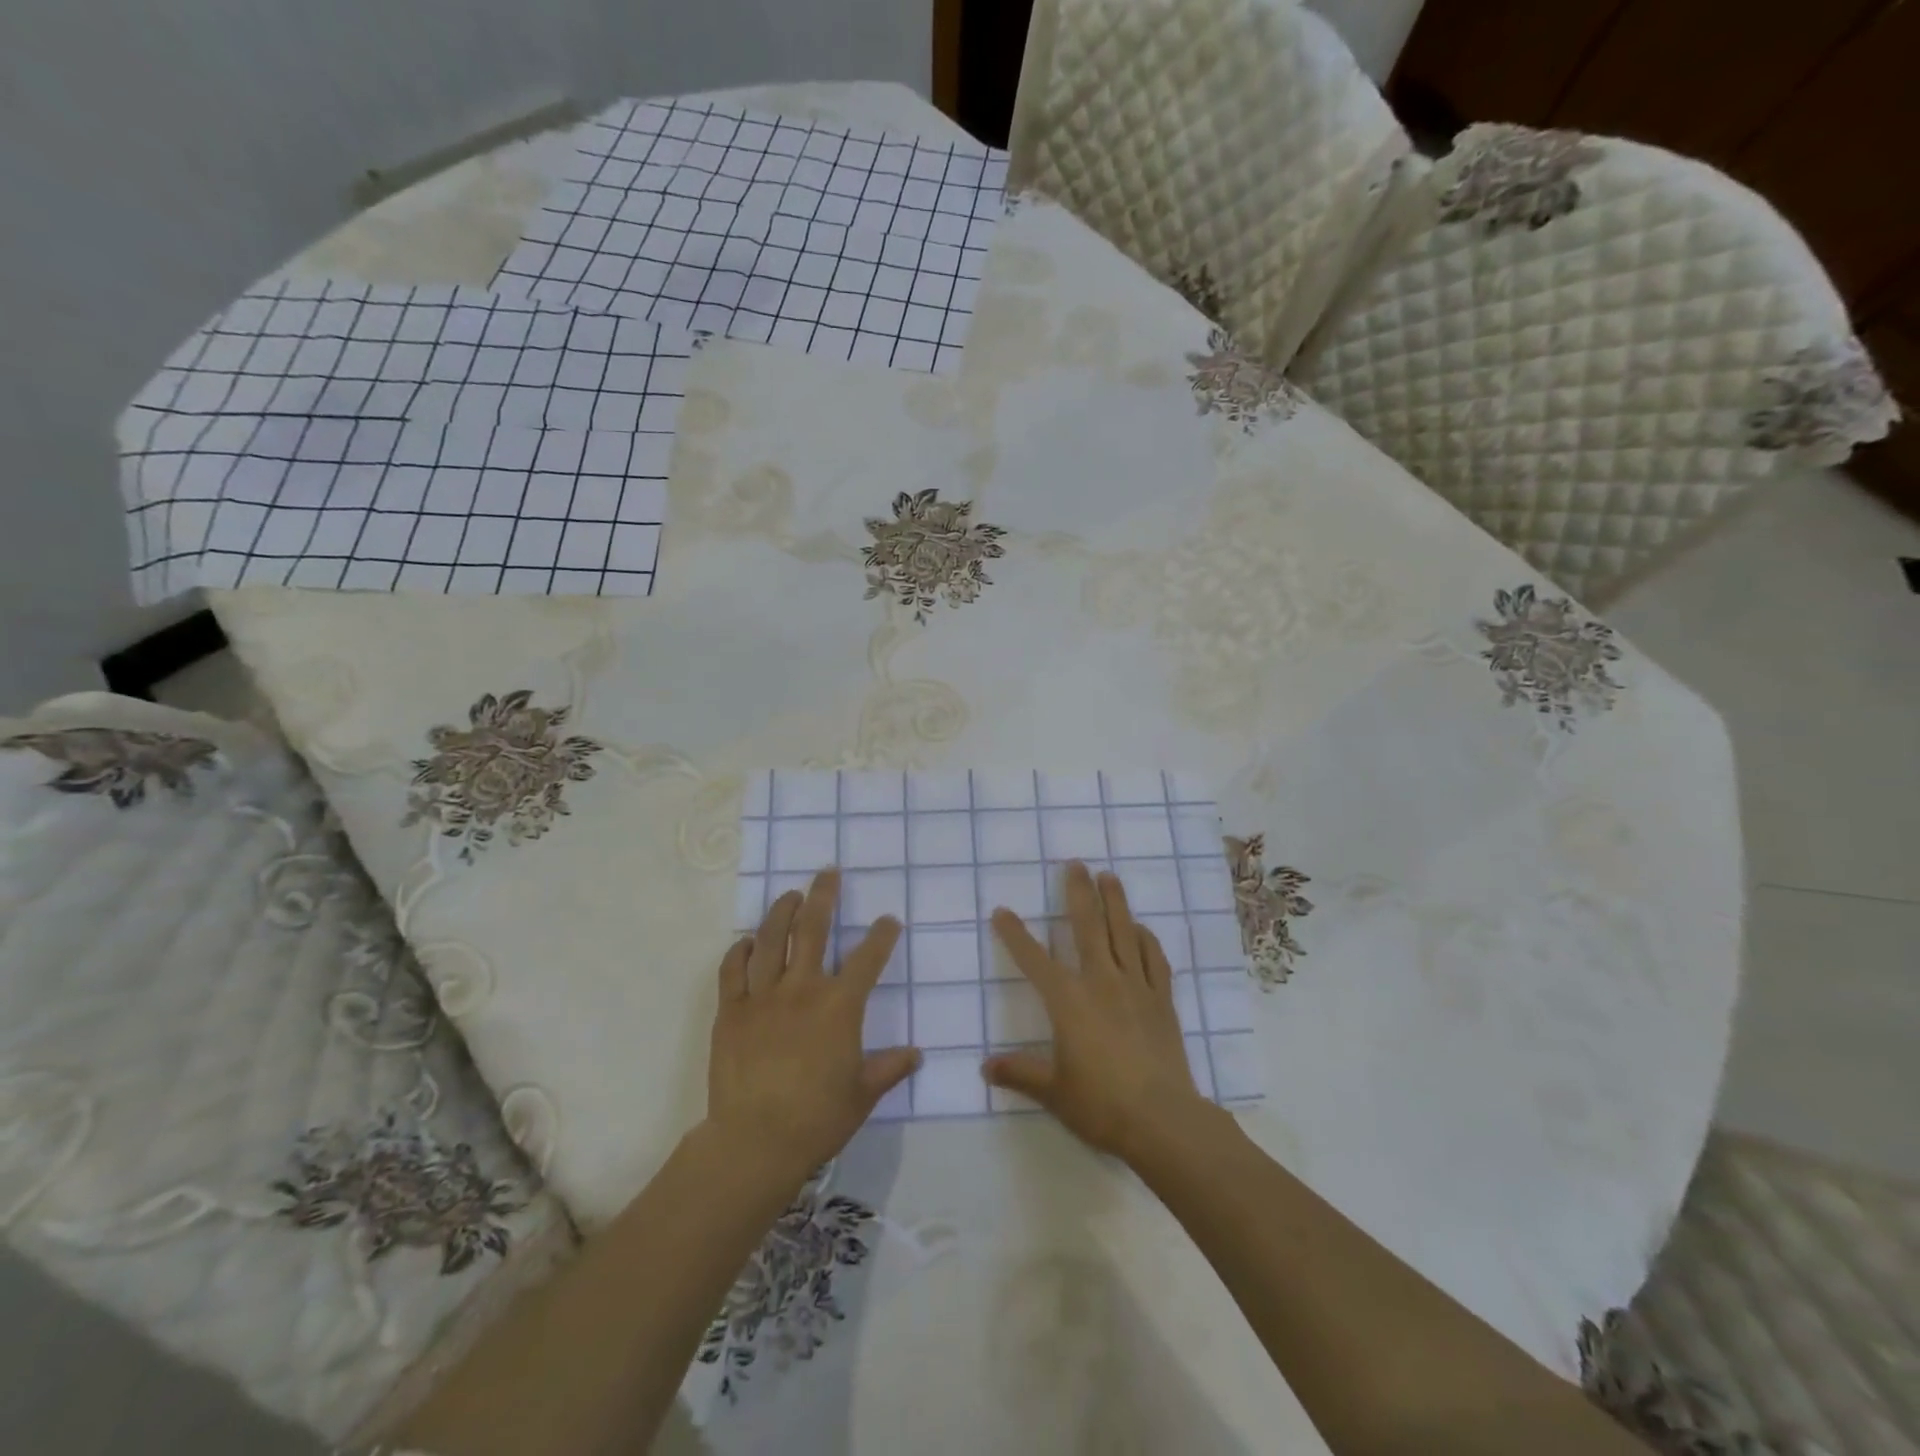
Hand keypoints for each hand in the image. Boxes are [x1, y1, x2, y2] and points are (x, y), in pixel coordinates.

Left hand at [706, 869, 919, 1182]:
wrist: (755, 1141)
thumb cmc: (817, 1119)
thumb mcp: (862, 1095)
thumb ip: (890, 1069)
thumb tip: (916, 1055)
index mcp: (839, 1006)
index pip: (867, 958)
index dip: (881, 936)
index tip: (889, 920)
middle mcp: (802, 989)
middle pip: (813, 929)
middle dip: (824, 896)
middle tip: (828, 873)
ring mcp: (762, 997)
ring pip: (770, 940)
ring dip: (781, 912)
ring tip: (789, 895)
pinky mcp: (730, 1011)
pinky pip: (732, 970)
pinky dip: (739, 951)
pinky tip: (746, 942)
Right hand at [985, 862, 1214, 1162]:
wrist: (1163, 1119)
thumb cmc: (1101, 1104)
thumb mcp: (1053, 1091)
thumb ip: (1020, 1073)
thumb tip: (985, 1067)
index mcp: (1068, 1001)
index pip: (1034, 959)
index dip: (1015, 934)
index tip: (1002, 910)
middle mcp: (1101, 982)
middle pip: (1087, 927)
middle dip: (1078, 893)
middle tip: (1075, 864)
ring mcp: (1135, 987)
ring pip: (1123, 932)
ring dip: (1115, 902)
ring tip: (1108, 876)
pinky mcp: (1161, 999)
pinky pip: (1153, 958)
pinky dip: (1145, 939)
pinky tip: (1140, 929)